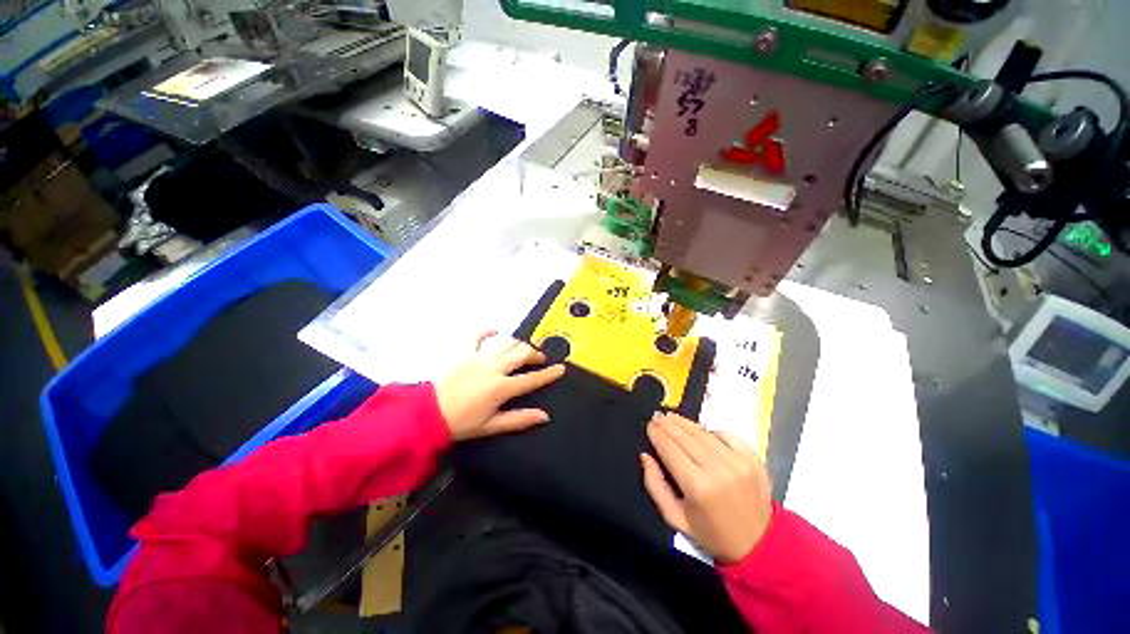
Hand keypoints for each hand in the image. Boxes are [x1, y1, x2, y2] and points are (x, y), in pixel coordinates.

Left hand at [437, 331, 565, 440]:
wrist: (427, 414)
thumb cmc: (459, 422)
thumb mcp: (492, 426)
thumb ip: (520, 419)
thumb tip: (542, 416)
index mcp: (501, 387)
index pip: (532, 379)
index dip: (549, 373)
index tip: (559, 368)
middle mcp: (493, 368)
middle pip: (522, 354)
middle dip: (537, 354)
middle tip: (542, 358)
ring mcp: (479, 358)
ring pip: (507, 343)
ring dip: (519, 344)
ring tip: (525, 348)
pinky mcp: (465, 353)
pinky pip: (477, 336)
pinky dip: (487, 331)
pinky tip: (495, 330)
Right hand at [641, 412, 772, 563]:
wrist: (758, 544)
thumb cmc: (711, 533)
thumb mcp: (675, 518)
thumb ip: (655, 485)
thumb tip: (646, 456)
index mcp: (697, 486)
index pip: (669, 448)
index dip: (657, 434)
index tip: (649, 425)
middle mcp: (717, 469)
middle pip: (685, 437)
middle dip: (667, 424)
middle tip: (657, 416)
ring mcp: (737, 461)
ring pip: (703, 432)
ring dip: (684, 423)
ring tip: (672, 416)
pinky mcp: (752, 458)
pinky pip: (726, 434)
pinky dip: (710, 430)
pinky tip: (701, 431)